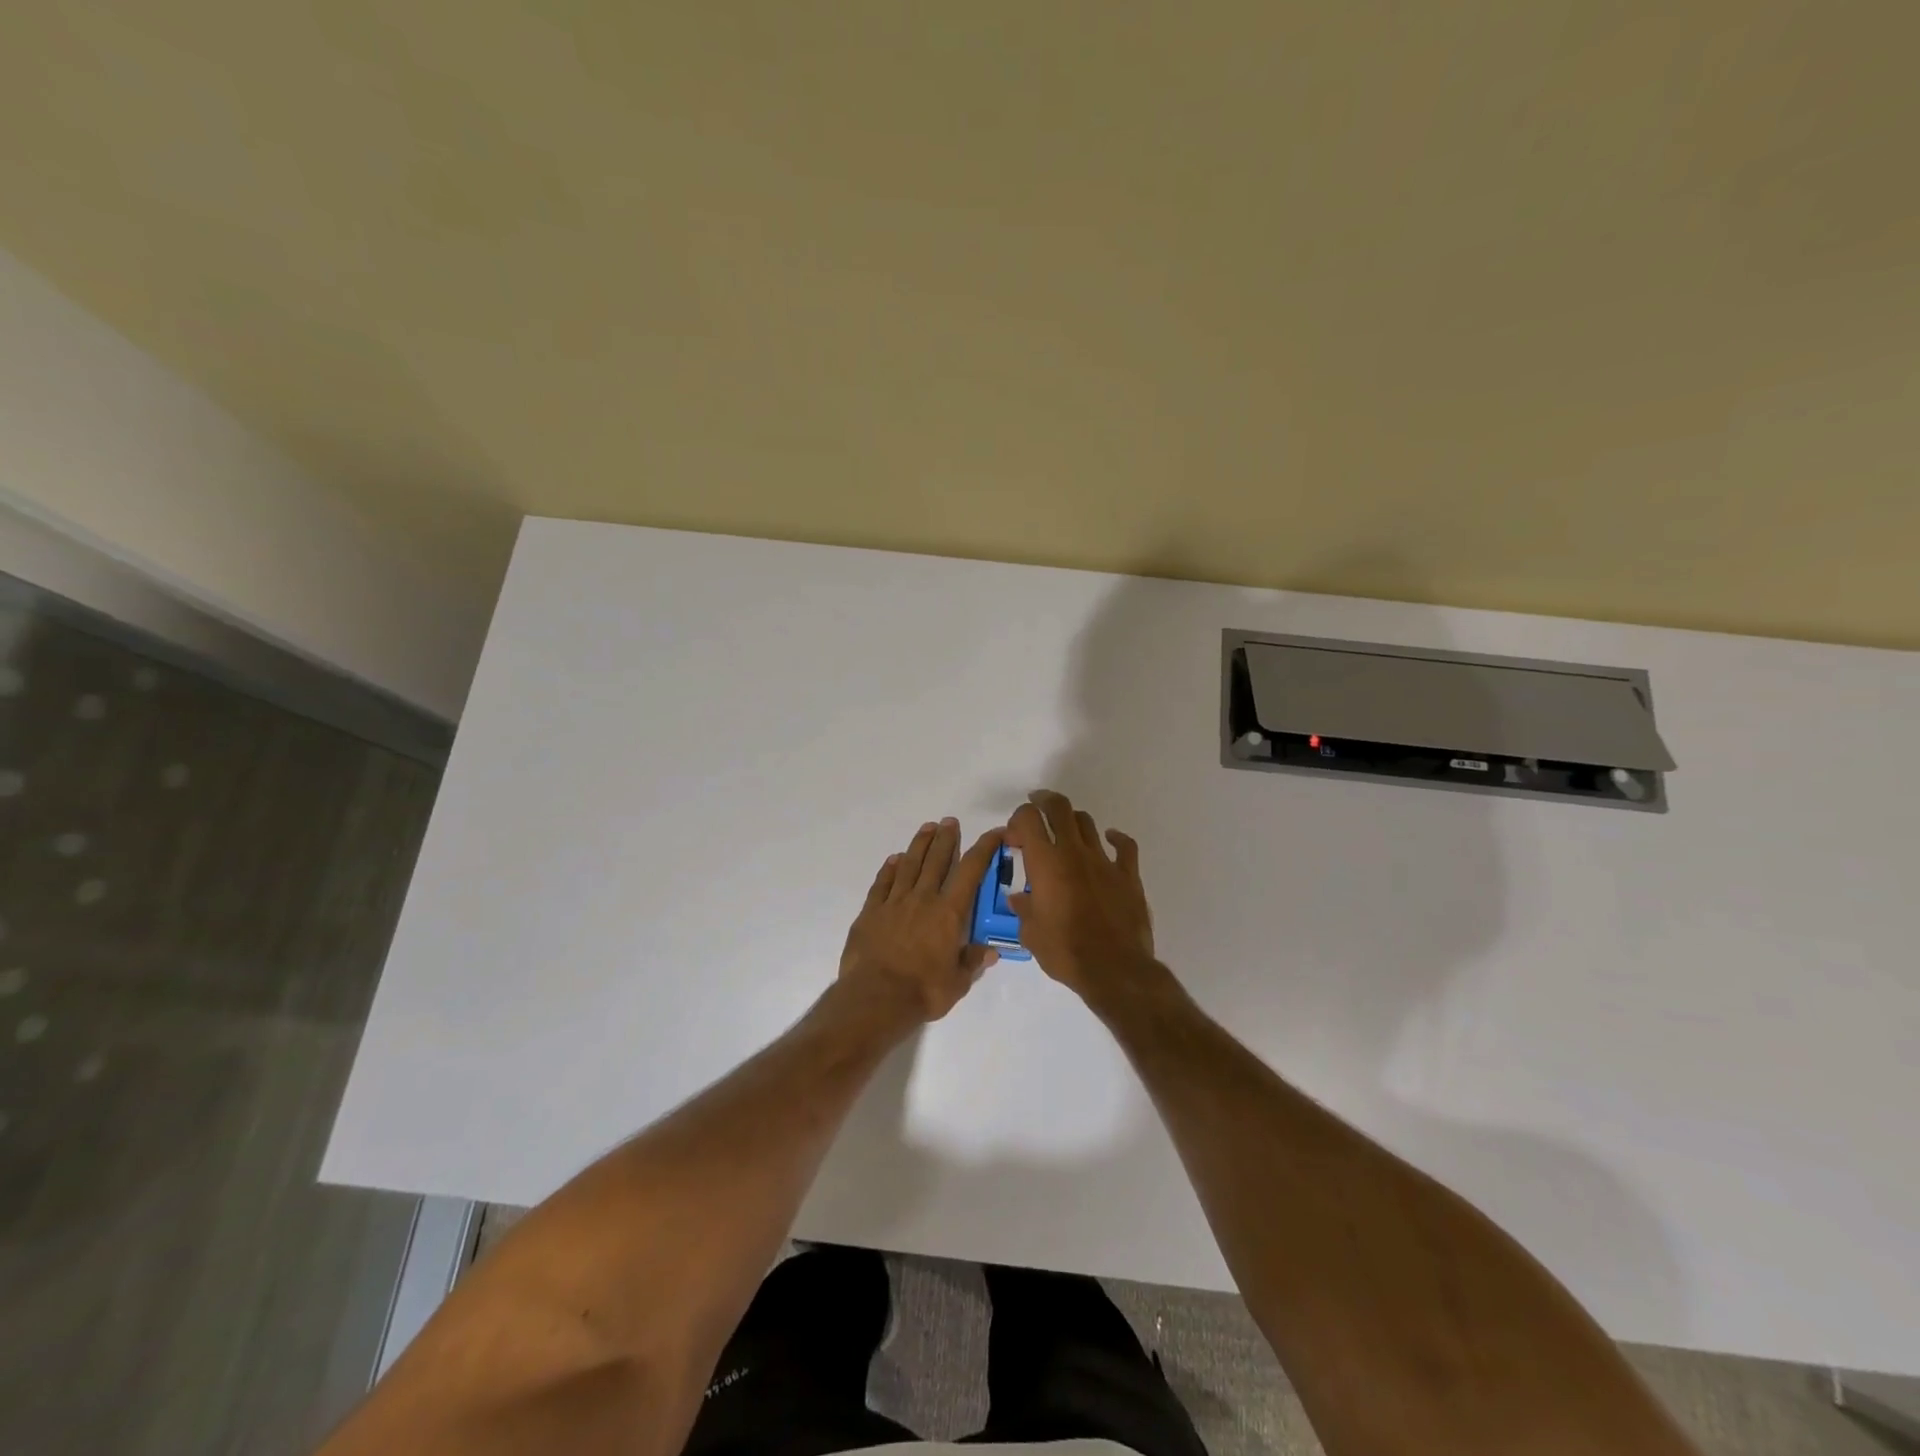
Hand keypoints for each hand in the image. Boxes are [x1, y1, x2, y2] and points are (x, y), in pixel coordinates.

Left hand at [838, 817, 1002, 1024]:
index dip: (984, 848)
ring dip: (920, 845)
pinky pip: (882, 883)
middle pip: (937, 861)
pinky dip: (889, 869)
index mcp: (949, 913)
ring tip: (927, 828)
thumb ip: (973, 962)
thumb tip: (991, 951)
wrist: (875, 998)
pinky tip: (894, 859)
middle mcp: (923, 899)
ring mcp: (894, 903)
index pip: (971, 872)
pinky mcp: (870, 912)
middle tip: (951, 821)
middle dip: (947, 839)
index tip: (995, 832)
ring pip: (909, 865)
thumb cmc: (923, 992)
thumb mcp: (958, 983)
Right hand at [1004, 790, 1158, 1003]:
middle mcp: (1074, 853)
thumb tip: (1019, 899)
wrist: (1115, 969)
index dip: (1018, 819)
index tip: (1013, 838)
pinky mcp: (1128, 875)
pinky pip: (1124, 846)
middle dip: (1044, 801)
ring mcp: (1104, 861)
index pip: (1028, 819)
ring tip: (1065, 830)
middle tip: (1036, 806)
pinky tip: (1110, 839)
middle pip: (1059, 808)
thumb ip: (1024, 909)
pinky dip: (1115, 838)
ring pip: (1087, 823)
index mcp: (1046, 863)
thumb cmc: (1065, 952)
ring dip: (1072, 821)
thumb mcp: (1031, 934)